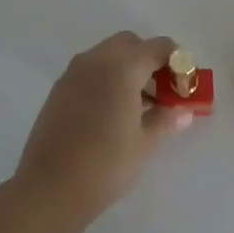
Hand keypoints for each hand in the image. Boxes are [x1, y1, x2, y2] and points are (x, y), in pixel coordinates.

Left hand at [14, 32, 192, 223]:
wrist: (49, 189)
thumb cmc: (105, 164)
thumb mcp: (144, 143)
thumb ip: (165, 120)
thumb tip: (184, 112)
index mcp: (122, 66)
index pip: (159, 47)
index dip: (177, 62)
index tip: (184, 85)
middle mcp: (96, 59)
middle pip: (131, 44)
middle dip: (150, 60)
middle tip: (161, 91)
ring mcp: (73, 73)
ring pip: (107, 55)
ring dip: (127, 68)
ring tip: (138, 105)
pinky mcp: (58, 89)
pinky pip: (90, 70)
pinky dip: (106, 78)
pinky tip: (111, 111)